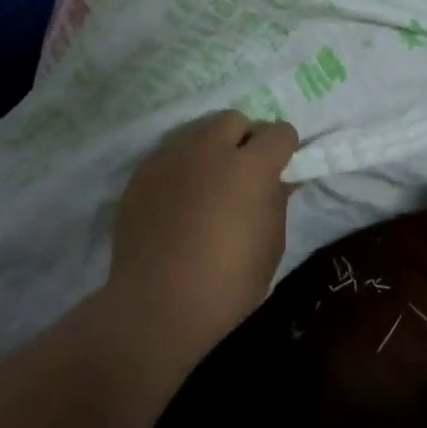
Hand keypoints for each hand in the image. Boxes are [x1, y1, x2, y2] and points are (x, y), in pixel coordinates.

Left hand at [108, 110, 298, 355]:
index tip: (282, 169)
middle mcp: (209, 150)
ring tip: (208, 186)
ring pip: (198, 134)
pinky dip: (181, 170)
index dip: (285, 149)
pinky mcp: (141, 174)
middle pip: (234, 120)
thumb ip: (277, 201)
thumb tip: (279, 180)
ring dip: (211, 151)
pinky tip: (179, 203)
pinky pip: (170, 157)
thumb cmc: (227, 284)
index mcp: (250, 167)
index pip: (279, 132)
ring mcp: (170, 158)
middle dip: (245, 139)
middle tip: (244, 173)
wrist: (156, 307)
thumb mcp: (271, 245)